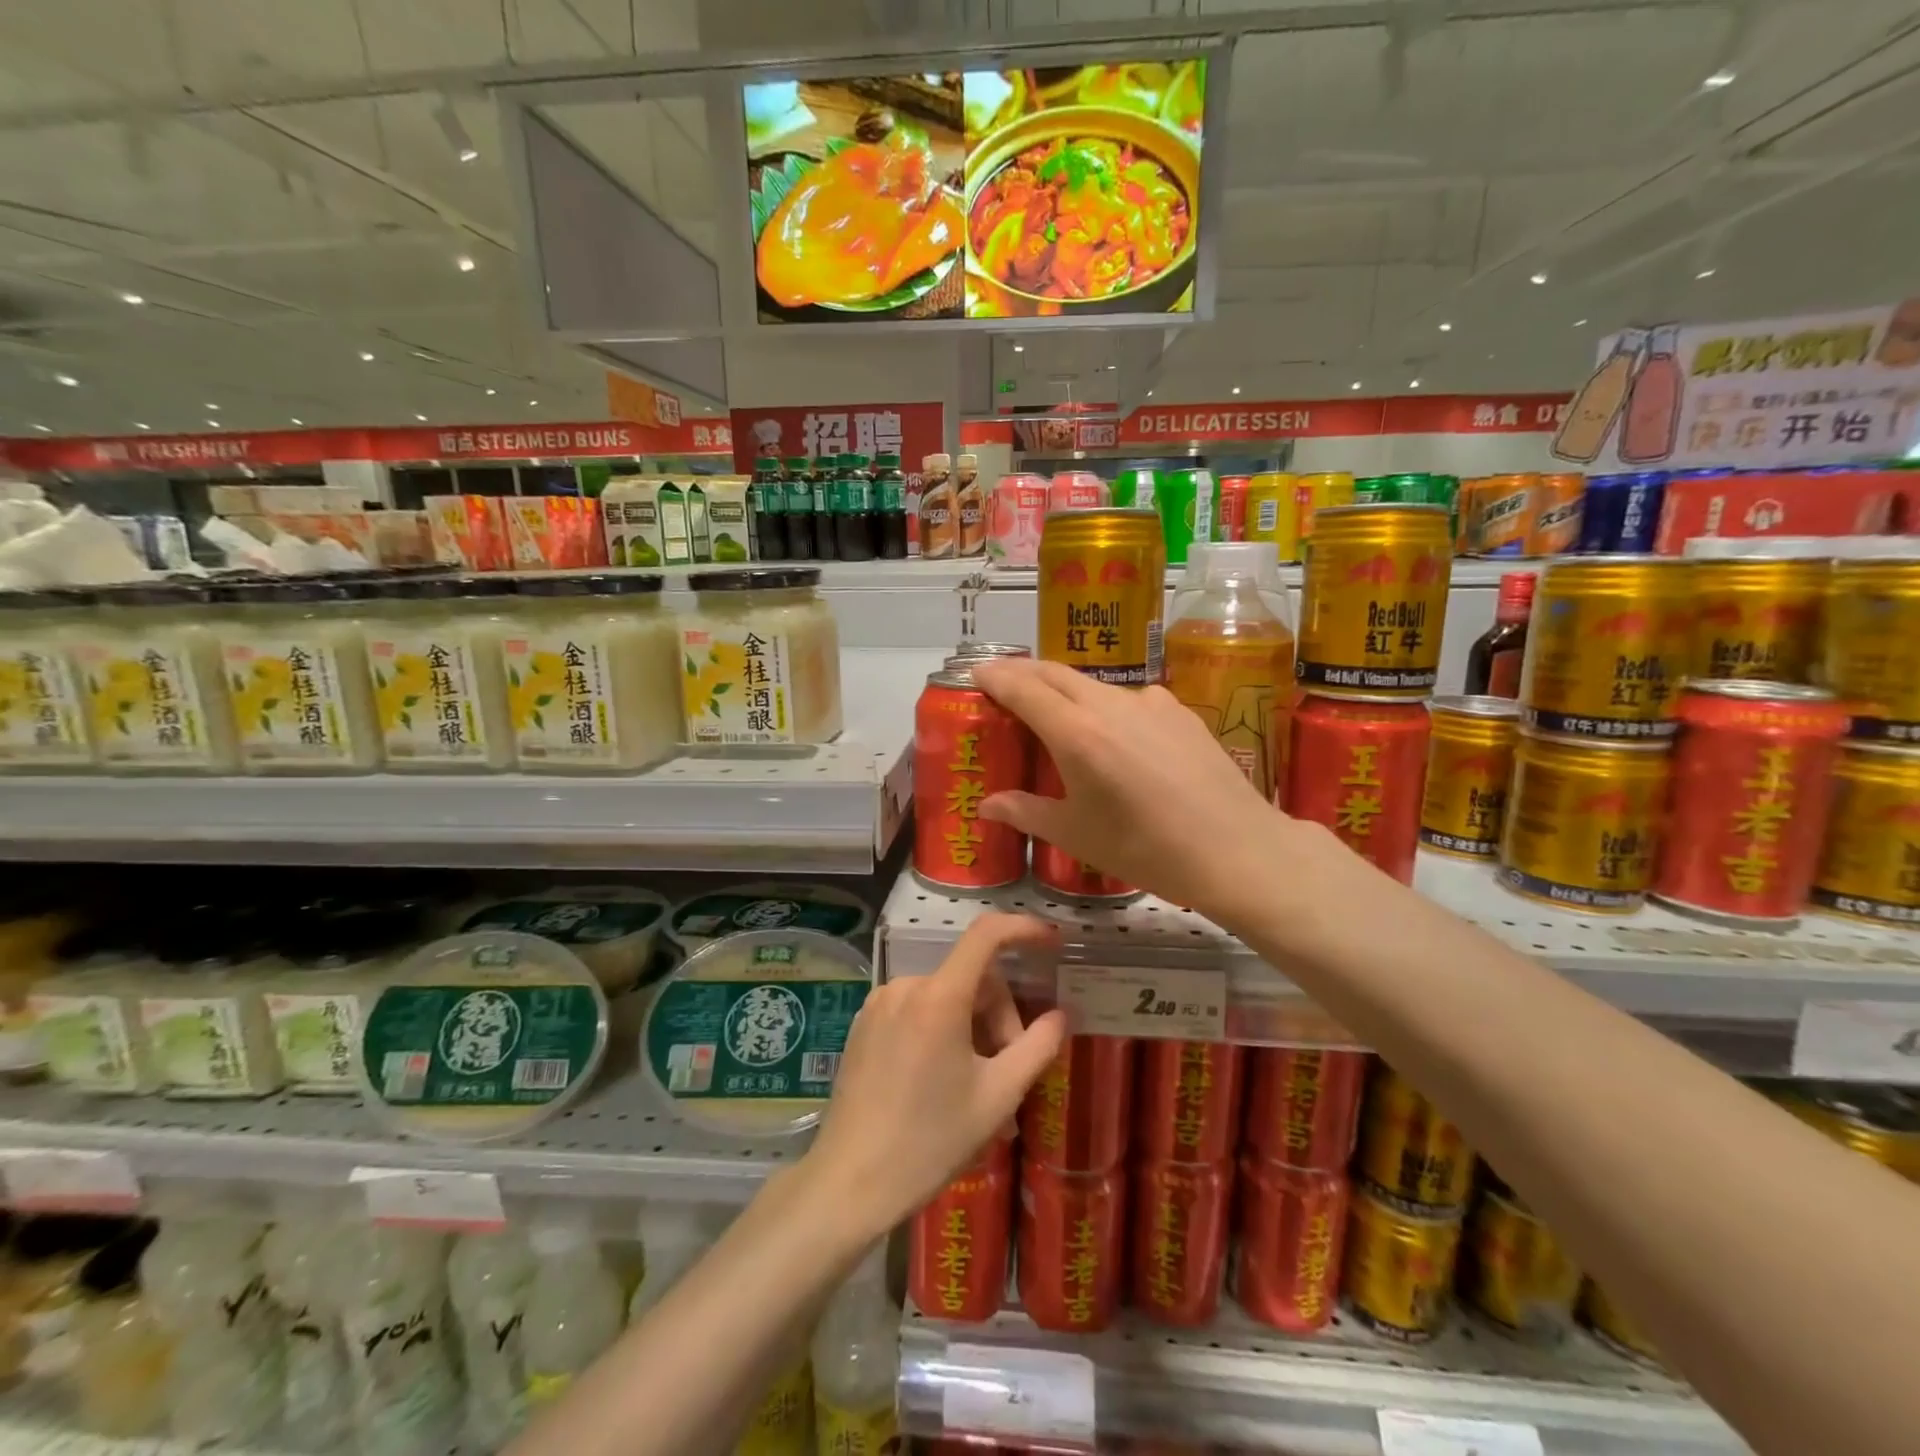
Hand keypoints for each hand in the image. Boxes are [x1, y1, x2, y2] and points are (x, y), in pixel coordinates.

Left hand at [806, 913, 1066, 1235]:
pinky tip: (942, 1080)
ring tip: (977, 1085)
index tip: (1051, 941)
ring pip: (945, 997)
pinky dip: (941, 1031)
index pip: (986, 935)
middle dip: (999, 1016)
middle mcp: (905, 986)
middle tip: (1009, 1070)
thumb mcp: (998, 1097)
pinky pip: (917, 1010)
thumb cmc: (930, 1141)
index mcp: (939, 997)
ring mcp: (879, 1003)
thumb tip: (1060, 1016)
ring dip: (972, 1028)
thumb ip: (1037, 1048)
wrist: (849, 1182)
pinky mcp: (863, 1024)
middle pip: (971, 979)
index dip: (1023, 929)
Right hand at [971, 656, 1302, 926]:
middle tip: (1004, 683)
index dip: (995, 676)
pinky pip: (1130, 699)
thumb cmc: (1146, 849)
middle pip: (1056, 673)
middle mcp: (1110, 704)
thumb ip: (1027, 812)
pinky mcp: (1180, 710)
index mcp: (1076, 733)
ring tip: (1057, 713)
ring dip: (1066, 689)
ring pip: (1094, 685)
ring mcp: (1150, 702)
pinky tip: (1115, 734)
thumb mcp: (1077, 835)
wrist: (1237, 850)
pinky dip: (1106, 705)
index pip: (1023, 687)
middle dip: (1024, 672)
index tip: (977, 672)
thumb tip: (987, 805)